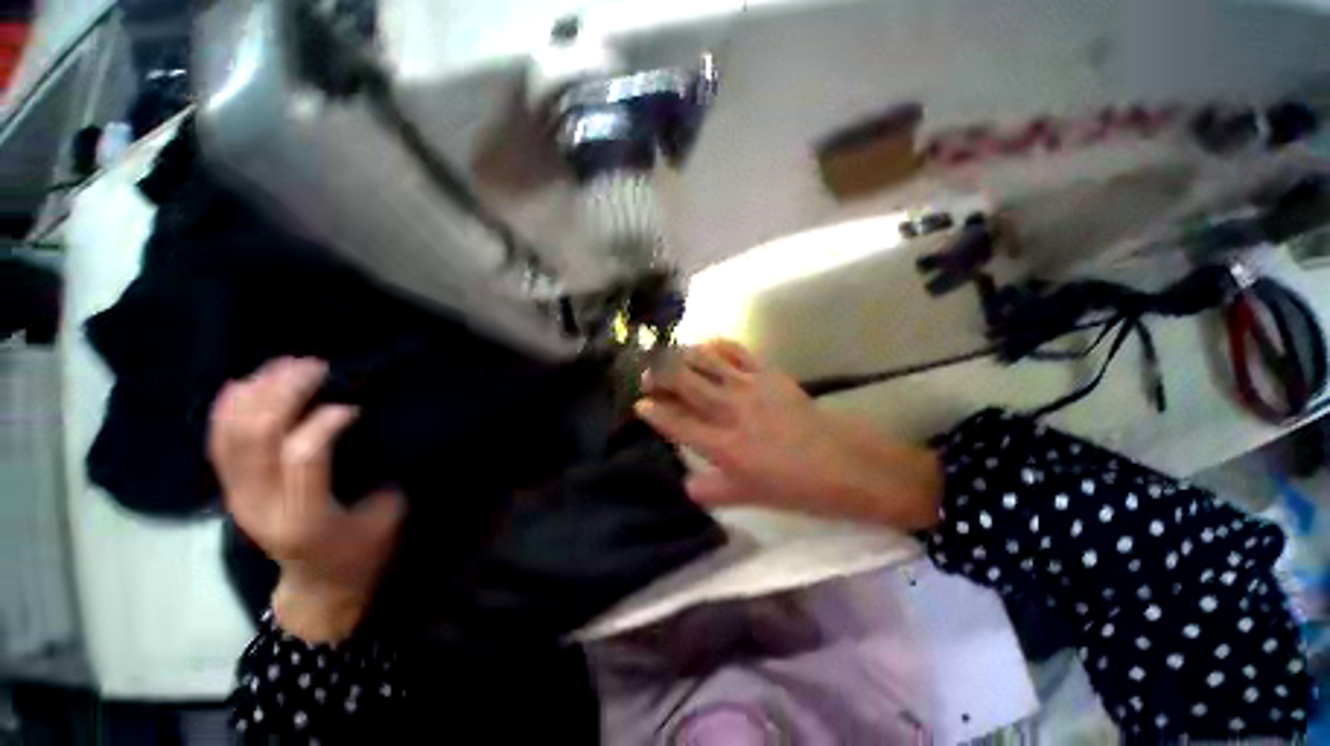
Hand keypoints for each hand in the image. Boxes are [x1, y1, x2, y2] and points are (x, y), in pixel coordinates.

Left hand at [209, 357, 404, 641]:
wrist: (321, 585)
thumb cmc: (365, 549)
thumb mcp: (391, 512)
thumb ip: (380, 467)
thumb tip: (375, 420)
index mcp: (307, 519)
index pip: (302, 455)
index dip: (326, 419)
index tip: (355, 402)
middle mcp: (260, 507)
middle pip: (258, 436)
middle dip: (285, 392)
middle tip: (317, 366)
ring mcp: (237, 499)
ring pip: (231, 434)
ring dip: (257, 392)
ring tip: (286, 365)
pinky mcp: (229, 492)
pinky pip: (217, 443)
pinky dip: (227, 408)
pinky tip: (246, 383)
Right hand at [634, 341, 940, 528]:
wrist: (843, 463)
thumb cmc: (794, 487)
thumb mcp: (748, 497)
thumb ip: (711, 490)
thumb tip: (686, 483)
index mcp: (722, 446)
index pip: (676, 423)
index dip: (653, 412)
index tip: (640, 405)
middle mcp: (729, 411)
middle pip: (684, 383)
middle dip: (659, 375)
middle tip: (647, 374)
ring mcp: (748, 387)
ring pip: (705, 361)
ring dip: (681, 356)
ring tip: (668, 357)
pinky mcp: (767, 373)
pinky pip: (736, 351)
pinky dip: (716, 345)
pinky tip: (706, 346)